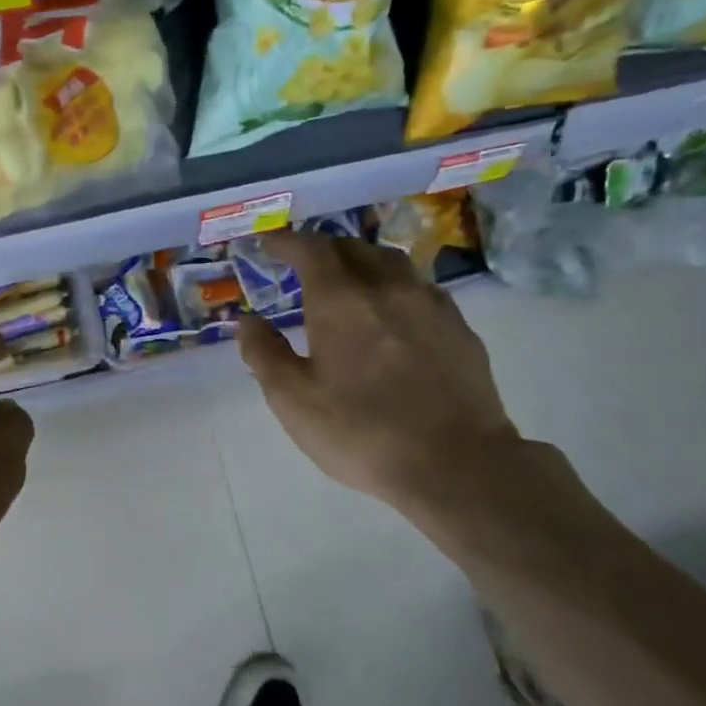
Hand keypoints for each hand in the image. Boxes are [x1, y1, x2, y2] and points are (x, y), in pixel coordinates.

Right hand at [238, 229, 523, 517]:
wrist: (456, 464)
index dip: (285, 240)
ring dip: (361, 261)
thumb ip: (264, 354)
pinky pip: (419, 287)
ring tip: (348, 280)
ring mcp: (429, 304)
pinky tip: (392, 311)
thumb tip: (247, 320)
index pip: (310, 249)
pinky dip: (394, 286)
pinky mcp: (458, 327)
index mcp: (341, 300)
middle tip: (302, 264)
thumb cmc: (362, 432)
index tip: (267, 242)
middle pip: (352, 247)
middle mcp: (387, 287)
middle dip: (322, 248)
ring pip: (391, 261)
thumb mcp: (294, 401)